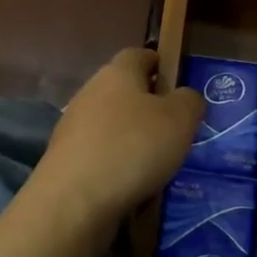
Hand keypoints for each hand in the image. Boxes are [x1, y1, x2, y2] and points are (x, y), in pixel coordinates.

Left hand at [29, 48, 204, 249]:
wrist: (73, 201)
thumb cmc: (132, 147)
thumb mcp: (179, 119)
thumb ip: (189, 101)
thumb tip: (185, 97)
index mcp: (117, 72)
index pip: (139, 54)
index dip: (159, 63)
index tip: (178, 82)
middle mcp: (91, 92)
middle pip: (124, 90)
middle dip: (149, 106)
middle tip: (176, 128)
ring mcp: (74, 127)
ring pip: (112, 124)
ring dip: (133, 138)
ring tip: (159, 162)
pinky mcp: (67, 160)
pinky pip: (101, 154)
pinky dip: (118, 164)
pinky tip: (134, 184)